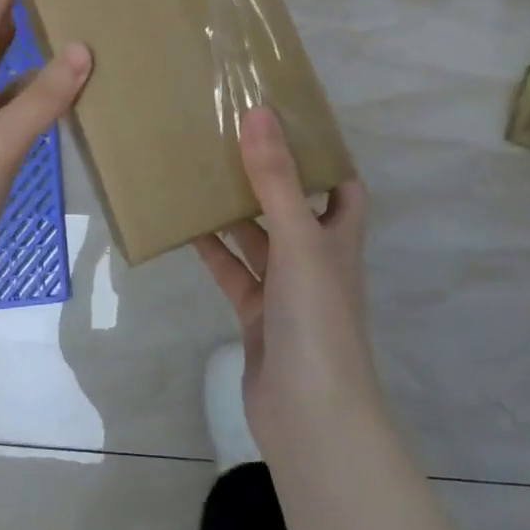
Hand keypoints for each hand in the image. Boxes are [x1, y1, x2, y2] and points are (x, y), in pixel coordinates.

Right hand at [194, 106, 375, 451]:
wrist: (310, 415)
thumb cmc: (317, 318)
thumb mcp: (298, 239)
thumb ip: (277, 179)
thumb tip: (260, 113)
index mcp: (338, 237)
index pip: (342, 186)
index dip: (324, 157)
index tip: (289, 123)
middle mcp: (317, 258)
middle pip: (294, 207)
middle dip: (268, 177)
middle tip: (231, 139)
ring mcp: (287, 289)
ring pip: (259, 239)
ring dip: (235, 212)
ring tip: (201, 172)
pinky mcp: (259, 316)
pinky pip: (234, 273)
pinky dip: (214, 252)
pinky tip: (186, 228)